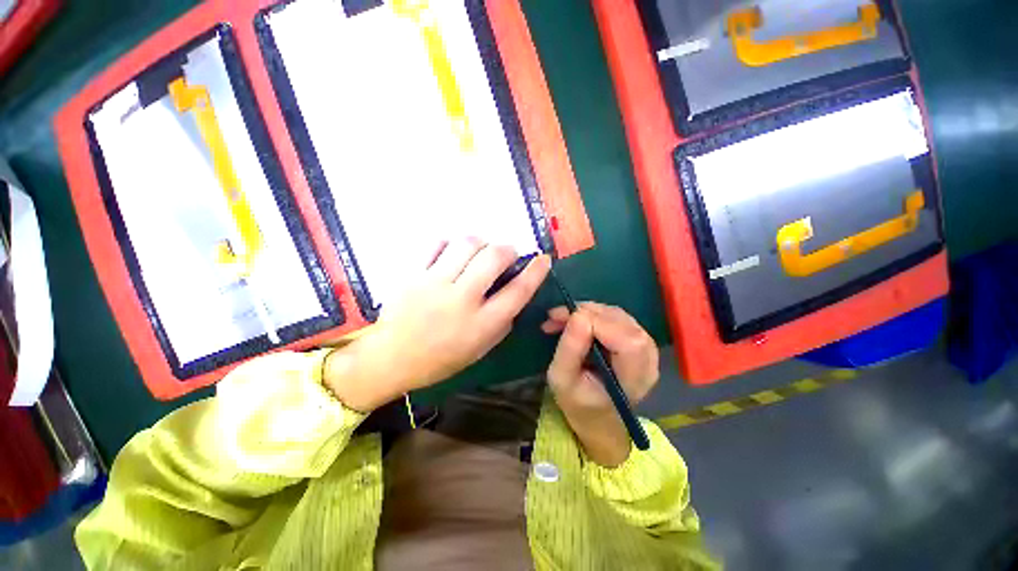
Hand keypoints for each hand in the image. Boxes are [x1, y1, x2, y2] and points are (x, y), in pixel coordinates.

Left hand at [326, 239, 550, 411]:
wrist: (391, 357)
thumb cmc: (441, 359)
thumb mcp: (481, 348)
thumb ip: (502, 321)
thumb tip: (515, 292)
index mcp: (481, 324)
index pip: (518, 291)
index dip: (536, 271)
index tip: (543, 258)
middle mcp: (461, 300)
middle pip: (494, 257)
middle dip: (508, 249)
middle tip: (506, 255)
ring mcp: (434, 283)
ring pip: (467, 243)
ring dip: (481, 243)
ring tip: (479, 253)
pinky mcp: (413, 273)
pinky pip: (437, 244)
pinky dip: (451, 244)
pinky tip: (453, 254)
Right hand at [542, 303, 658, 466]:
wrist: (596, 414)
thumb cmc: (578, 402)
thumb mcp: (562, 380)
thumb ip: (570, 349)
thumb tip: (577, 315)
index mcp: (635, 377)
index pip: (627, 340)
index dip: (597, 323)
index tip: (564, 321)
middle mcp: (648, 358)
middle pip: (623, 322)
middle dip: (586, 313)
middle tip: (556, 317)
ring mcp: (644, 346)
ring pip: (617, 314)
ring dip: (585, 311)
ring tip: (560, 318)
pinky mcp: (635, 337)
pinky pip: (614, 316)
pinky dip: (590, 313)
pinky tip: (572, 320)